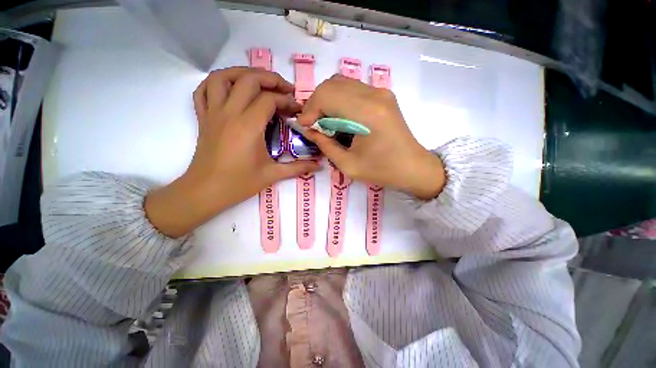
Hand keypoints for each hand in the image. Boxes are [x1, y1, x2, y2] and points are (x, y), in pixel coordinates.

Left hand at [146, 67, 319, 237]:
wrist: (206, 191)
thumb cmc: (239, 183)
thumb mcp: (273, 175)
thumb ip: (298, 168)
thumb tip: (319, 166)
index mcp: (248, 127)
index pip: (270, 100)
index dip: (287, 101)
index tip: (297, 110)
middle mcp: (229, 113)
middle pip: (248, 80)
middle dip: (271, 79)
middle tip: (285, 90)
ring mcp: (213, 113)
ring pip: (223, 77)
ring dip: (243, 73)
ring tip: (260, 81)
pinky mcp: (203, 117)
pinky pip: (203, 90)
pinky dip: (217, 82)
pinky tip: (231, 88)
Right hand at [297, 75, 445, 199]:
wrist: (413, 166)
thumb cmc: (382, 170)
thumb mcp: (348, 165)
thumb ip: (325, 145)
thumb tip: (310, 130)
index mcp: (366, 113)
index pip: (327, 95)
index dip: (310, 109)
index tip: (304, 126)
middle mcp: (374, 95)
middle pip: (332, 84)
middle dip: (316, 103)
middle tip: (312, 123)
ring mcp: (381, 92)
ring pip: (342, 83)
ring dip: (327, 100)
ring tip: (323, 121)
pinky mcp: (383, 95)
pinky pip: (353, 89)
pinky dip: (339, 99)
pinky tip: (338, 117)